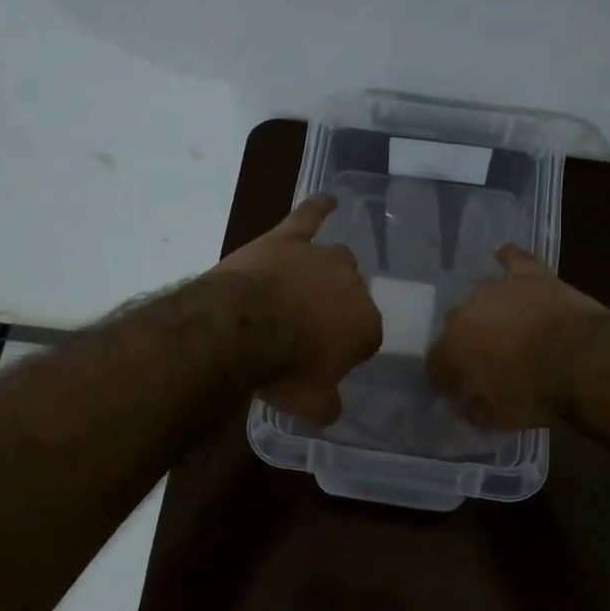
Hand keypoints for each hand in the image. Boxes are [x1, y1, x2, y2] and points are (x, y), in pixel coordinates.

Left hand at [210, 195, 382, 424]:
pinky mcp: (288, 239)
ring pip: (336, 259)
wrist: (242, 329)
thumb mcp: (311, 404)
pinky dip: (318, 207)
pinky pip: (309, 216)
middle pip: (352, 294)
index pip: (366, 337)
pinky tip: (328, 199)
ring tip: (311, 283)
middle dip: (336, 309)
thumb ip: (328, 406)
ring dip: (327, 271)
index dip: (345, 349)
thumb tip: (331, 410)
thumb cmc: (283, 369)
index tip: (324, 360)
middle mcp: (352, 286)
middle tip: (309, 328)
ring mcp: (320, 258)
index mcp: (366, 326)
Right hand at [426, 246, 609, 428]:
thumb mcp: (499, 417)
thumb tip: (467, 406)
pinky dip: (508, 259)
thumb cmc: (537, 393)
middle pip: (456, 326)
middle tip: (484, 361)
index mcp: (454, 346)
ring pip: (482, 296)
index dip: (444, 379)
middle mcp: (468, 311)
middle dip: (465, 343)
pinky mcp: (533, 277)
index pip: (436, 363)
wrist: (586, 360)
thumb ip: (476, 410)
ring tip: (502, 327)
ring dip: (487, 312)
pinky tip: (504, 256)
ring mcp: (501, 290)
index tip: (456, 391)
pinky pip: (514, 260)